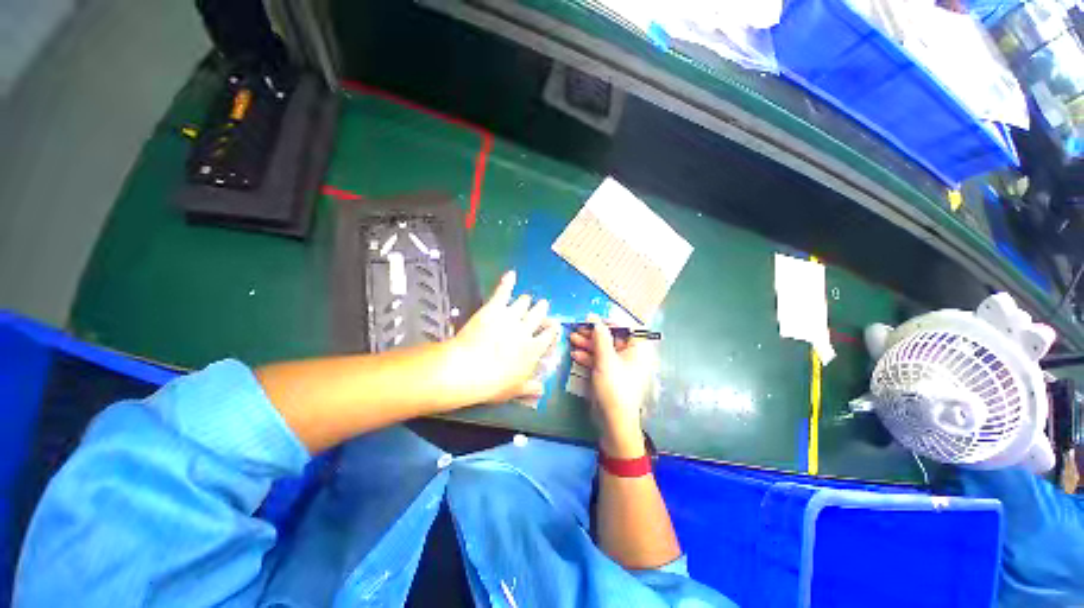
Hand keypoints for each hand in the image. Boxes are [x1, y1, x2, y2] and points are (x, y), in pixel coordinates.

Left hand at [449, 270, 559, 404]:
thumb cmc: (494, 384)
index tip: (554, 325)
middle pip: (538, 316)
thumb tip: (542, 390)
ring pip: (523, 304)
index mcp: (534, 350)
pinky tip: (511, 274)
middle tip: (543, 304)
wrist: (470, 369)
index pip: (548, 336)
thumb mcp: (515, 390)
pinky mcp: (494, 309)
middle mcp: (526, 330)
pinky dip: (507, 282)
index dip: (551, 330)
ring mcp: (511, 317)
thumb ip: (530, 388)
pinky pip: (503, 292)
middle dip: (541, 310)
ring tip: (527, 298)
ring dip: (526, 300)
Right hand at [569, 314, 657, 457]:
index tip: (590, 319)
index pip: (624, 327)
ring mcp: (620, 366)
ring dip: (587, 344)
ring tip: (571, 339)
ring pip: (603, 349)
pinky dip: (589, 357)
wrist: (614, 420)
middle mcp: (631, 355)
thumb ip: (600, 337)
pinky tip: (575, 354)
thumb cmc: (614, 386)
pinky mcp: (610, 375)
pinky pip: (600, 361)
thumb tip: (595, 318)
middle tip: (576, 329)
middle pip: (611, 338)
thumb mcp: (606, 359)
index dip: (607, 322)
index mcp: (638, 349)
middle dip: (593, 333)